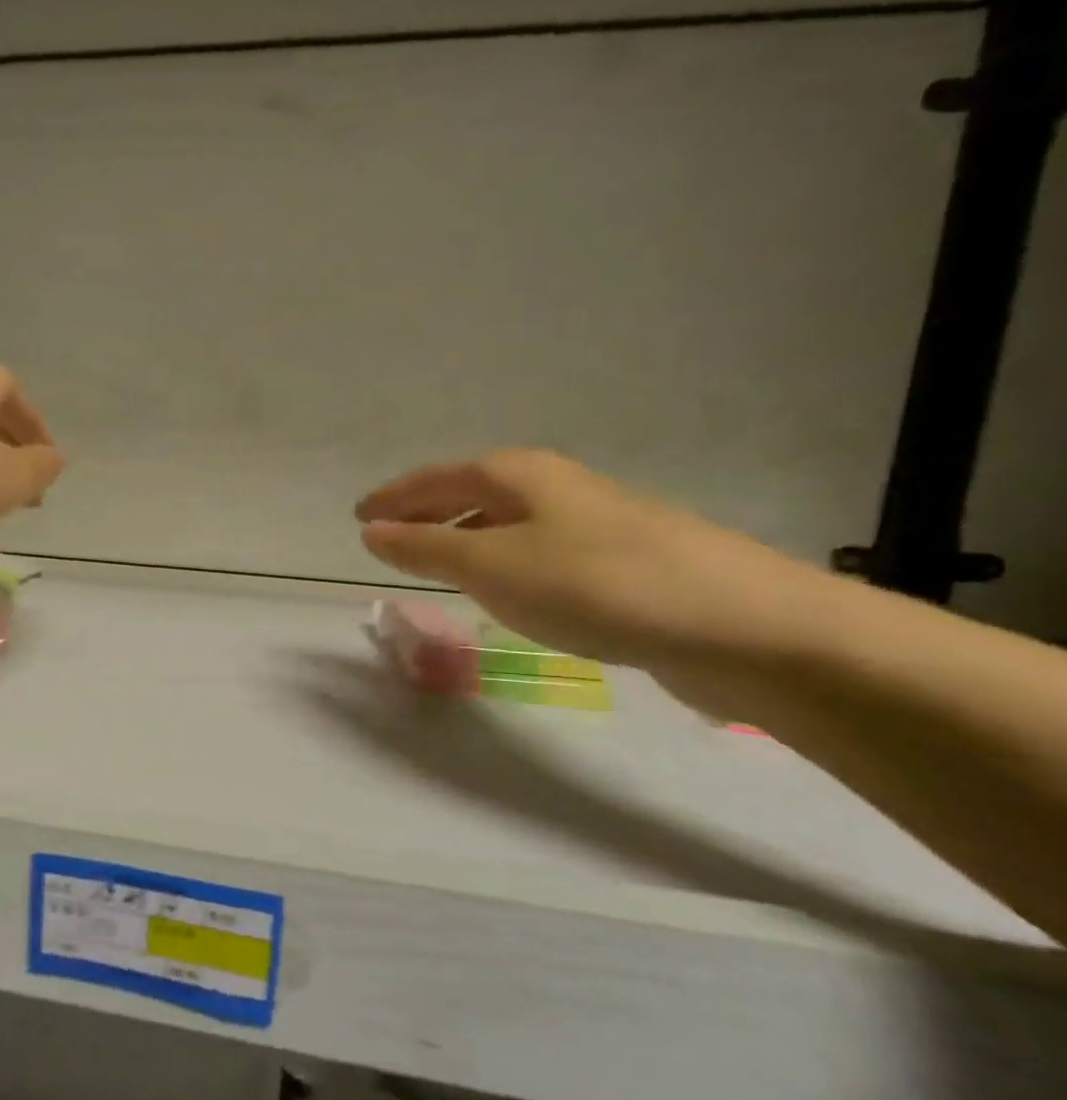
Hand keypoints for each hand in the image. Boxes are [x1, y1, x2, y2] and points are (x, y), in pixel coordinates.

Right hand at [355, 450, 824, 677]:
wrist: (741, 624)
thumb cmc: (595, 584)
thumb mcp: (492, 568)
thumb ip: (425, 549)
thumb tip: (371, 531)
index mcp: (519, 475)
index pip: (436, 478)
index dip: (394, 496)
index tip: (359, 515)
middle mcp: (556, 487)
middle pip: (474, 491)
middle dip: (428, 512)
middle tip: (391, 537)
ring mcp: (596, 521)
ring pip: (509, 522)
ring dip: (467, 536)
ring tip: (439, 562)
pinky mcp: (625, 561)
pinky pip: (539, 550)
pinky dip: (506, 561)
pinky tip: (511, 588)